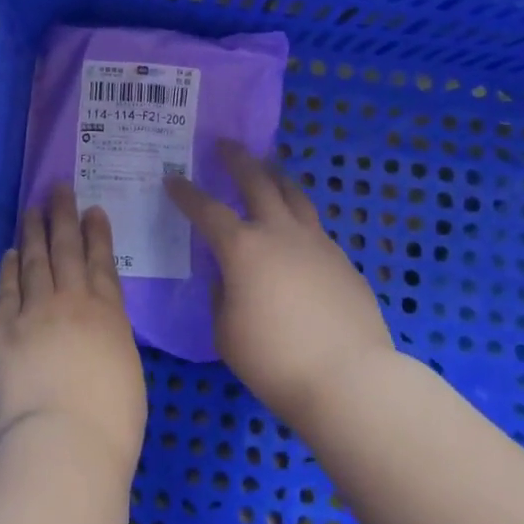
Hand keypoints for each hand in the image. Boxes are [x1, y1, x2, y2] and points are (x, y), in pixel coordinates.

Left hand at [0, 186, 146, 483]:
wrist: (63, 442)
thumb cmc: (111, 423)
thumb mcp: (127, 373)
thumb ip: (110, 342)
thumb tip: (97, 333)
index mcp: (108, 315)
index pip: (102, 263)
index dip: (97, 234)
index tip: (92, 210)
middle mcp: (71, 303)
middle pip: (66, 250)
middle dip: (63, 217)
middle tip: (59, 189)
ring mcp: (33, 312)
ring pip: (34, 261)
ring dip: (33, 233)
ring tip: (32, 209)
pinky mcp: (1, 329)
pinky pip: (6, 290)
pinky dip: (8, 268)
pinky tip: (8, 253)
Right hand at [166, 141, 394, 427]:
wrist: (350, 379)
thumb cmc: (274, 359)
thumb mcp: (226, 331)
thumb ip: (222, 296)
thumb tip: (230, 279)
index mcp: (243, 248)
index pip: (207, 210)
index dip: (186, 193)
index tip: (172, 179)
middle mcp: (280, 234)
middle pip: (258, 182)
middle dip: (238, 161)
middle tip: (226, 145)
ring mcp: (318, 244)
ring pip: (295, 196)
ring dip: (276, 177)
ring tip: (268, 169)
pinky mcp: (344, 262)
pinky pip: (316, 228)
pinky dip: (299, 218)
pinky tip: (296, 233)